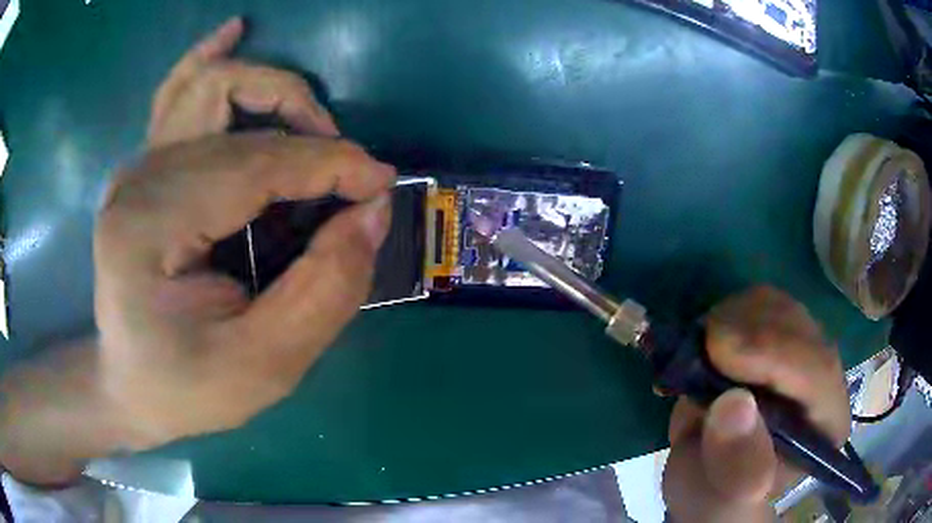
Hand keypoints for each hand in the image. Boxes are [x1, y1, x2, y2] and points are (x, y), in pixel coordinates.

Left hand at [0, 22, 393, 485]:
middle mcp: (138, 180)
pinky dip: (209, 60)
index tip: (380, 185)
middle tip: (350, 178)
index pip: (253, 166)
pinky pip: (177, 94)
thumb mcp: (263, 369)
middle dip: (309, 136)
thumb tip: (371, 214)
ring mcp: (136, 168)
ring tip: (316, 122)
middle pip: (235, 117)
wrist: (128, 386)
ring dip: (271, 90)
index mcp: (148, 229)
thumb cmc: (185, 389)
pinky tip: (233, 33)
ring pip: (208, 86)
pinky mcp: (143, 169)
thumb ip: (323, 292)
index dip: (327, 166)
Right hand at [662, 286, 850, 521]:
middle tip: (697, 350)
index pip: (817, 369)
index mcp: (826, 423)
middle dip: (745, 330)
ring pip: (778, 305)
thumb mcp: (721, 499)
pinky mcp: (777, 335)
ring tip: (698, 355)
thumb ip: (735, 467)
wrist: (710, 478)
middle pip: (798, 327)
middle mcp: (824, 378)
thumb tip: (734, 405)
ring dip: (732, 320)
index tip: (716, 351)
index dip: (771, 351)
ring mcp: (803, 350)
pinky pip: (757, 303)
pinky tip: (706, 345)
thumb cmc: (719, 495)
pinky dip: (726, 314)